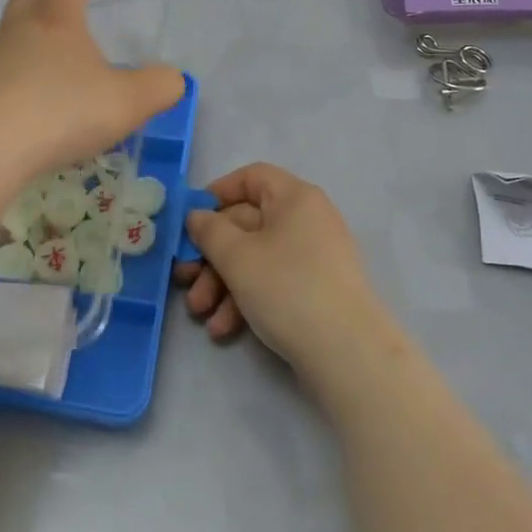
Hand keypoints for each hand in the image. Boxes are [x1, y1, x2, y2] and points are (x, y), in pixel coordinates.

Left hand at [0, 0, 185, 178]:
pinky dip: (0, 81)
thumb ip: (158, 87)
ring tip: (38, 64)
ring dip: (20, 41)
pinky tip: (11, 106)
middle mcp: (15, 31)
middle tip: (61, 7)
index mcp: (56, 22)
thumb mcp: (127, 102)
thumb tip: (172, 78)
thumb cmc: (61, 113)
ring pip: (1, 37)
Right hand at [176, 163, 392, 377]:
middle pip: (247, 224)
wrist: (348, 354)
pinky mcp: (315, 291)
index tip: (191, 221)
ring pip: (256, 258)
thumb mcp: (237, 256)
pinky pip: (272, 283)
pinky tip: (224, 330)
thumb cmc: (288, 288)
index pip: (252, 177)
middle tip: (184, 280)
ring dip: (222, 284)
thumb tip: (197, 216)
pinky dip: (246, 300)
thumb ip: (209, 231)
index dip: (218, 193)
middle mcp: (307, 220)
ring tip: (200, 313)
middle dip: (210, 255)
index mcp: (295, 198)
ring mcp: (313, 257)